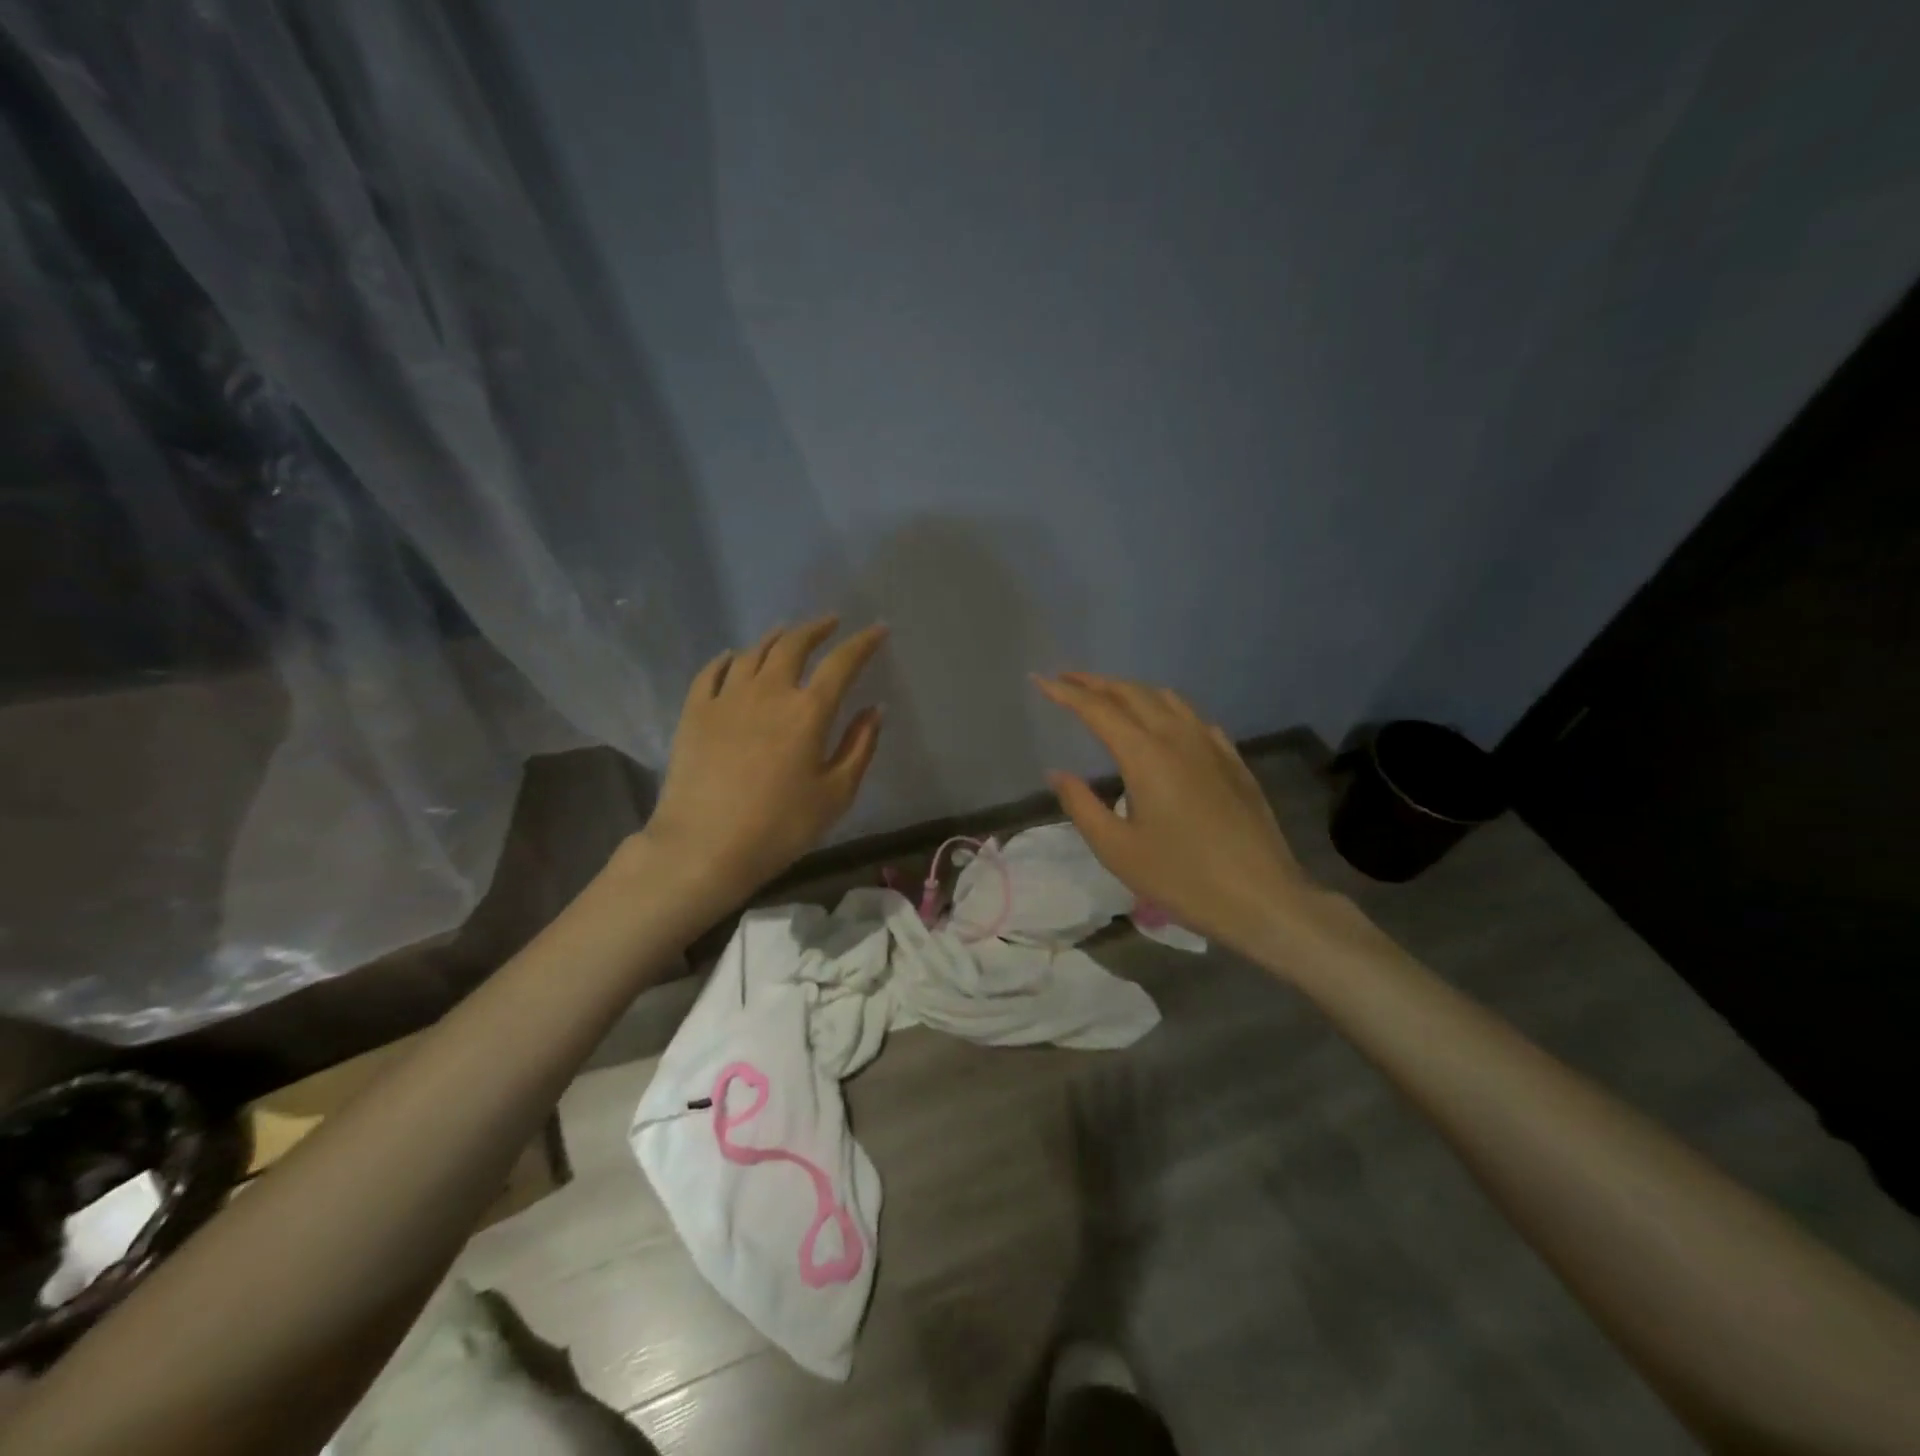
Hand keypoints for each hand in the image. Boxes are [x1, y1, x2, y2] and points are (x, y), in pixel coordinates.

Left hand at [640, 617, 887, 909]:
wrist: (704, 846)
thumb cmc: (780, 826)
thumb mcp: (836, 794)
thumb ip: (860, 747)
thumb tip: (874, 710)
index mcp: (808, 711)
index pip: (842, 663)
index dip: (863, 642)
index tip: (878, 629)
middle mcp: (769, 691)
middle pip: (793, 644)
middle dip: (816, 628)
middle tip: (830, 623)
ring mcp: (727, 697)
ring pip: (754, 652)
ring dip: (776, 637)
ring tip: (788, 634)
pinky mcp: (695, 711)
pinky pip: (713, 671)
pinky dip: (729, 658)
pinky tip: (734, 657)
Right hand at [1032, 671, 1337, 961]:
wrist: (1263, 898)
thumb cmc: (1182, 878)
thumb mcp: (1117, 850)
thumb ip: (1081, 805)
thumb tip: (1057, 773)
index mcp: (1146, 755)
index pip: (1097, 709)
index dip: (1066, 692)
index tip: (1039, 679)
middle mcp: (1178, 737)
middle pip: (1132, 694)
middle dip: (1095, 682)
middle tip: (1067, 679)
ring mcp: (1211, 746)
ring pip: (1166, 699)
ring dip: (1131, 690)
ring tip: (1109, 696)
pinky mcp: (1233, 761)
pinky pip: (1194, 717)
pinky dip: (1166, 707)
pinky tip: (1164, 722)